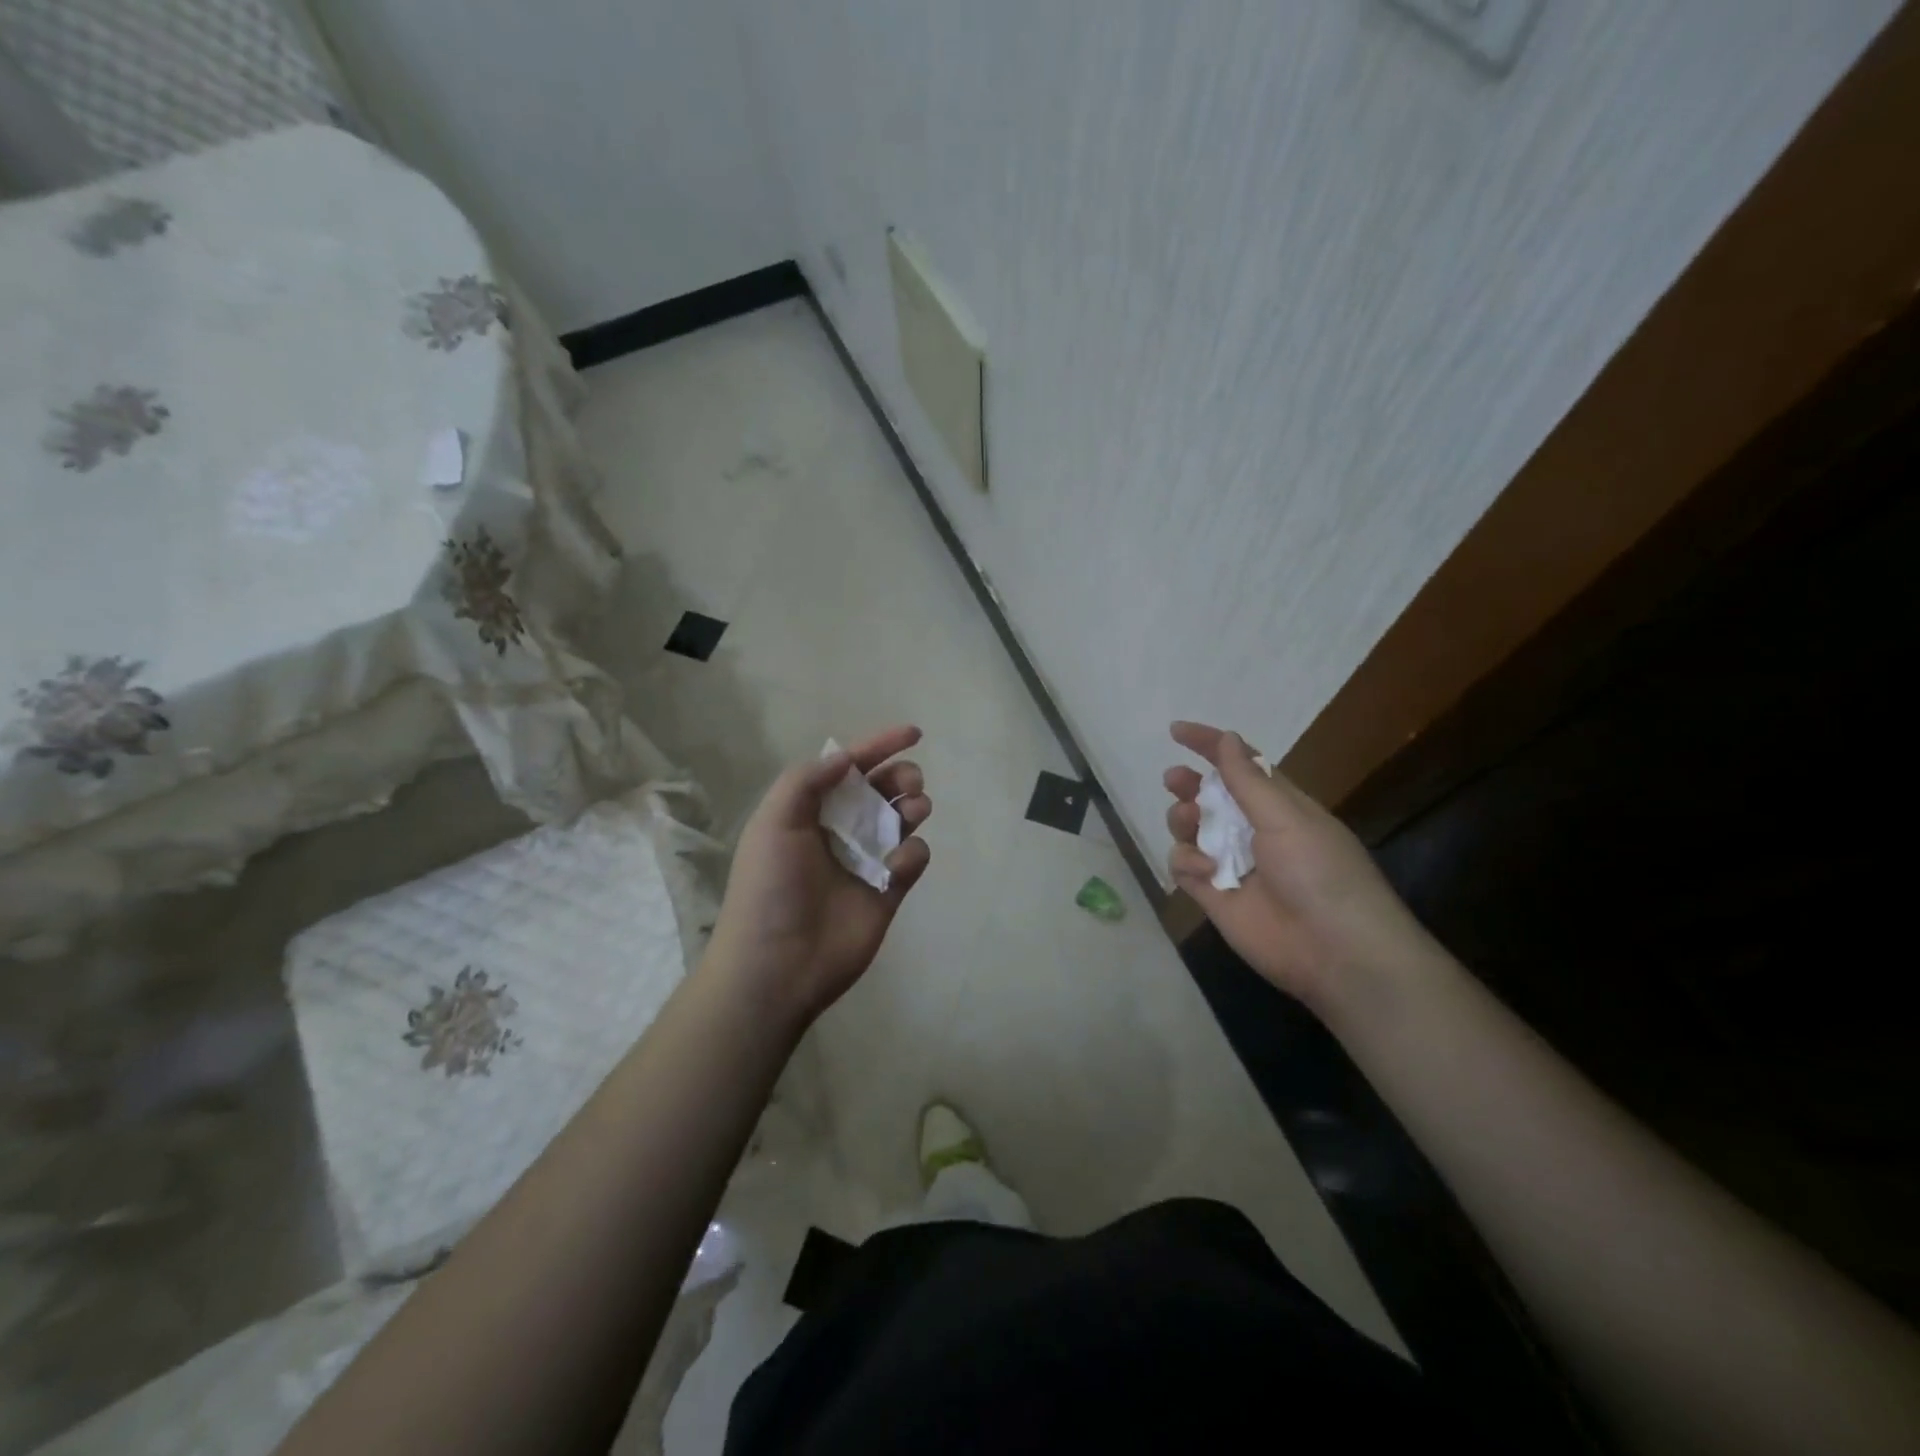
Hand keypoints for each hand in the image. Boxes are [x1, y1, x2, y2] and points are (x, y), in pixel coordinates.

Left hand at [708, 725, 931, 1025]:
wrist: (778, 965)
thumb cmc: (770, 887)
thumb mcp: (774, 822)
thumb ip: (808, 780)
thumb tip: (845, 758)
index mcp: (810, 811)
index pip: (850, 769)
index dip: (880, 746)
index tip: (915, 733)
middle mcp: (840, 831)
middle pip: (882, 791)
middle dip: (901, 777)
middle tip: (909, 784)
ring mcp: (866, 862)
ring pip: (903, 821)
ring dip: (913, 807)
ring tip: (912, 811)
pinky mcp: (888, 892)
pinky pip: (913, 860)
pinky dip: (912, 855)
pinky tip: (896, 867)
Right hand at [1163, 721, 1436, 1009]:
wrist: (1335, 951)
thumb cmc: (1319, 871)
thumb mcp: (1286, 816)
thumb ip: (1248, 779)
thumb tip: (1227, 738)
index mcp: (1279, 806)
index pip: (1240, 766)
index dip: (1210, 745)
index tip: (1176, 731)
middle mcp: (1253, 831)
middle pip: (1209, 798)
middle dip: (1188, 785)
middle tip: (1174, 781)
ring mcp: (1232, 865)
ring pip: (1190, 830)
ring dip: (1184, 820)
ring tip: (1190, 824)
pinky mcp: (1214, 897)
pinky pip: (1185, 867)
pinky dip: (1187, 863)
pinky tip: (1205, 874)